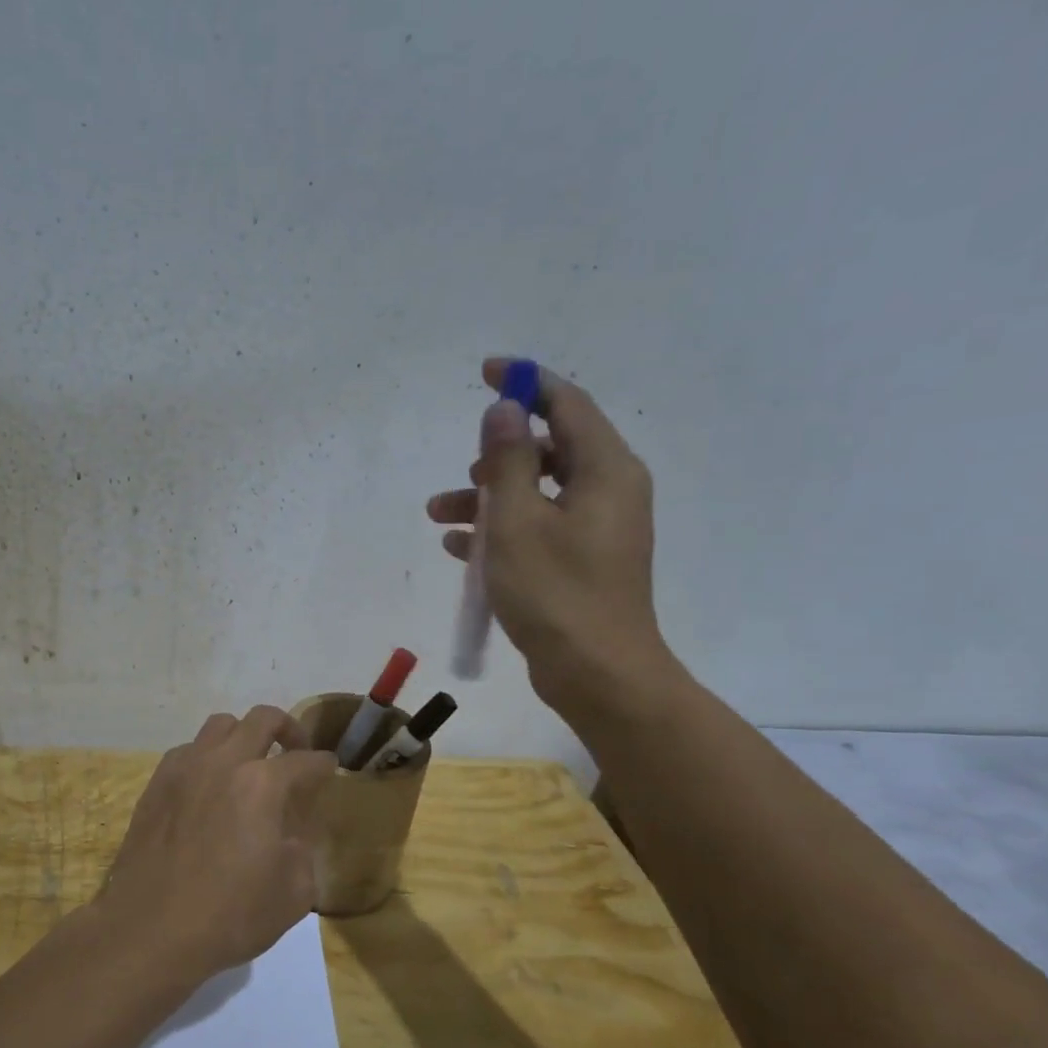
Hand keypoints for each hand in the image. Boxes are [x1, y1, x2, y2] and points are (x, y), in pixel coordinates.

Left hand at [100, 706, 336, 980]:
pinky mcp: (156, 784)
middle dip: (288, 729)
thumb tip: (292, 831)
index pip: (305, 761)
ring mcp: (185, 769)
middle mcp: (223, 763)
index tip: (329, 769)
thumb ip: (303, 849)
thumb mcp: (293, 892)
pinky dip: (207, 757)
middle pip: (263, 719)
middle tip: (295, 751)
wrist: (150, 930)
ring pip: (220, 725)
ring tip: (249, 763)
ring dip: (243, 736)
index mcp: (262, 785)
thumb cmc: (230, 915)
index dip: (323, 765)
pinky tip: (209, 786)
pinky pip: (188, 750)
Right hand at [428, 358, 677, 725]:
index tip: (486, 373)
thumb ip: (507, 460)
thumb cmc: (556, 594)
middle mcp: (608, 491)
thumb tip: (503, 409)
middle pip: (549, 451)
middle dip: (496, 457)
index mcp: (605, 470)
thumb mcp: (518, 522)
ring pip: (536, 494)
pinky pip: (537, 529)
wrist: (597, 674)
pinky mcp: (582, 562)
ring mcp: (597, 530)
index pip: (567, 404)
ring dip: (488, 498)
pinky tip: (460, 549)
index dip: (526, 383)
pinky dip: (501, 531)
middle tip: (462, 476)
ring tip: (439, 517)